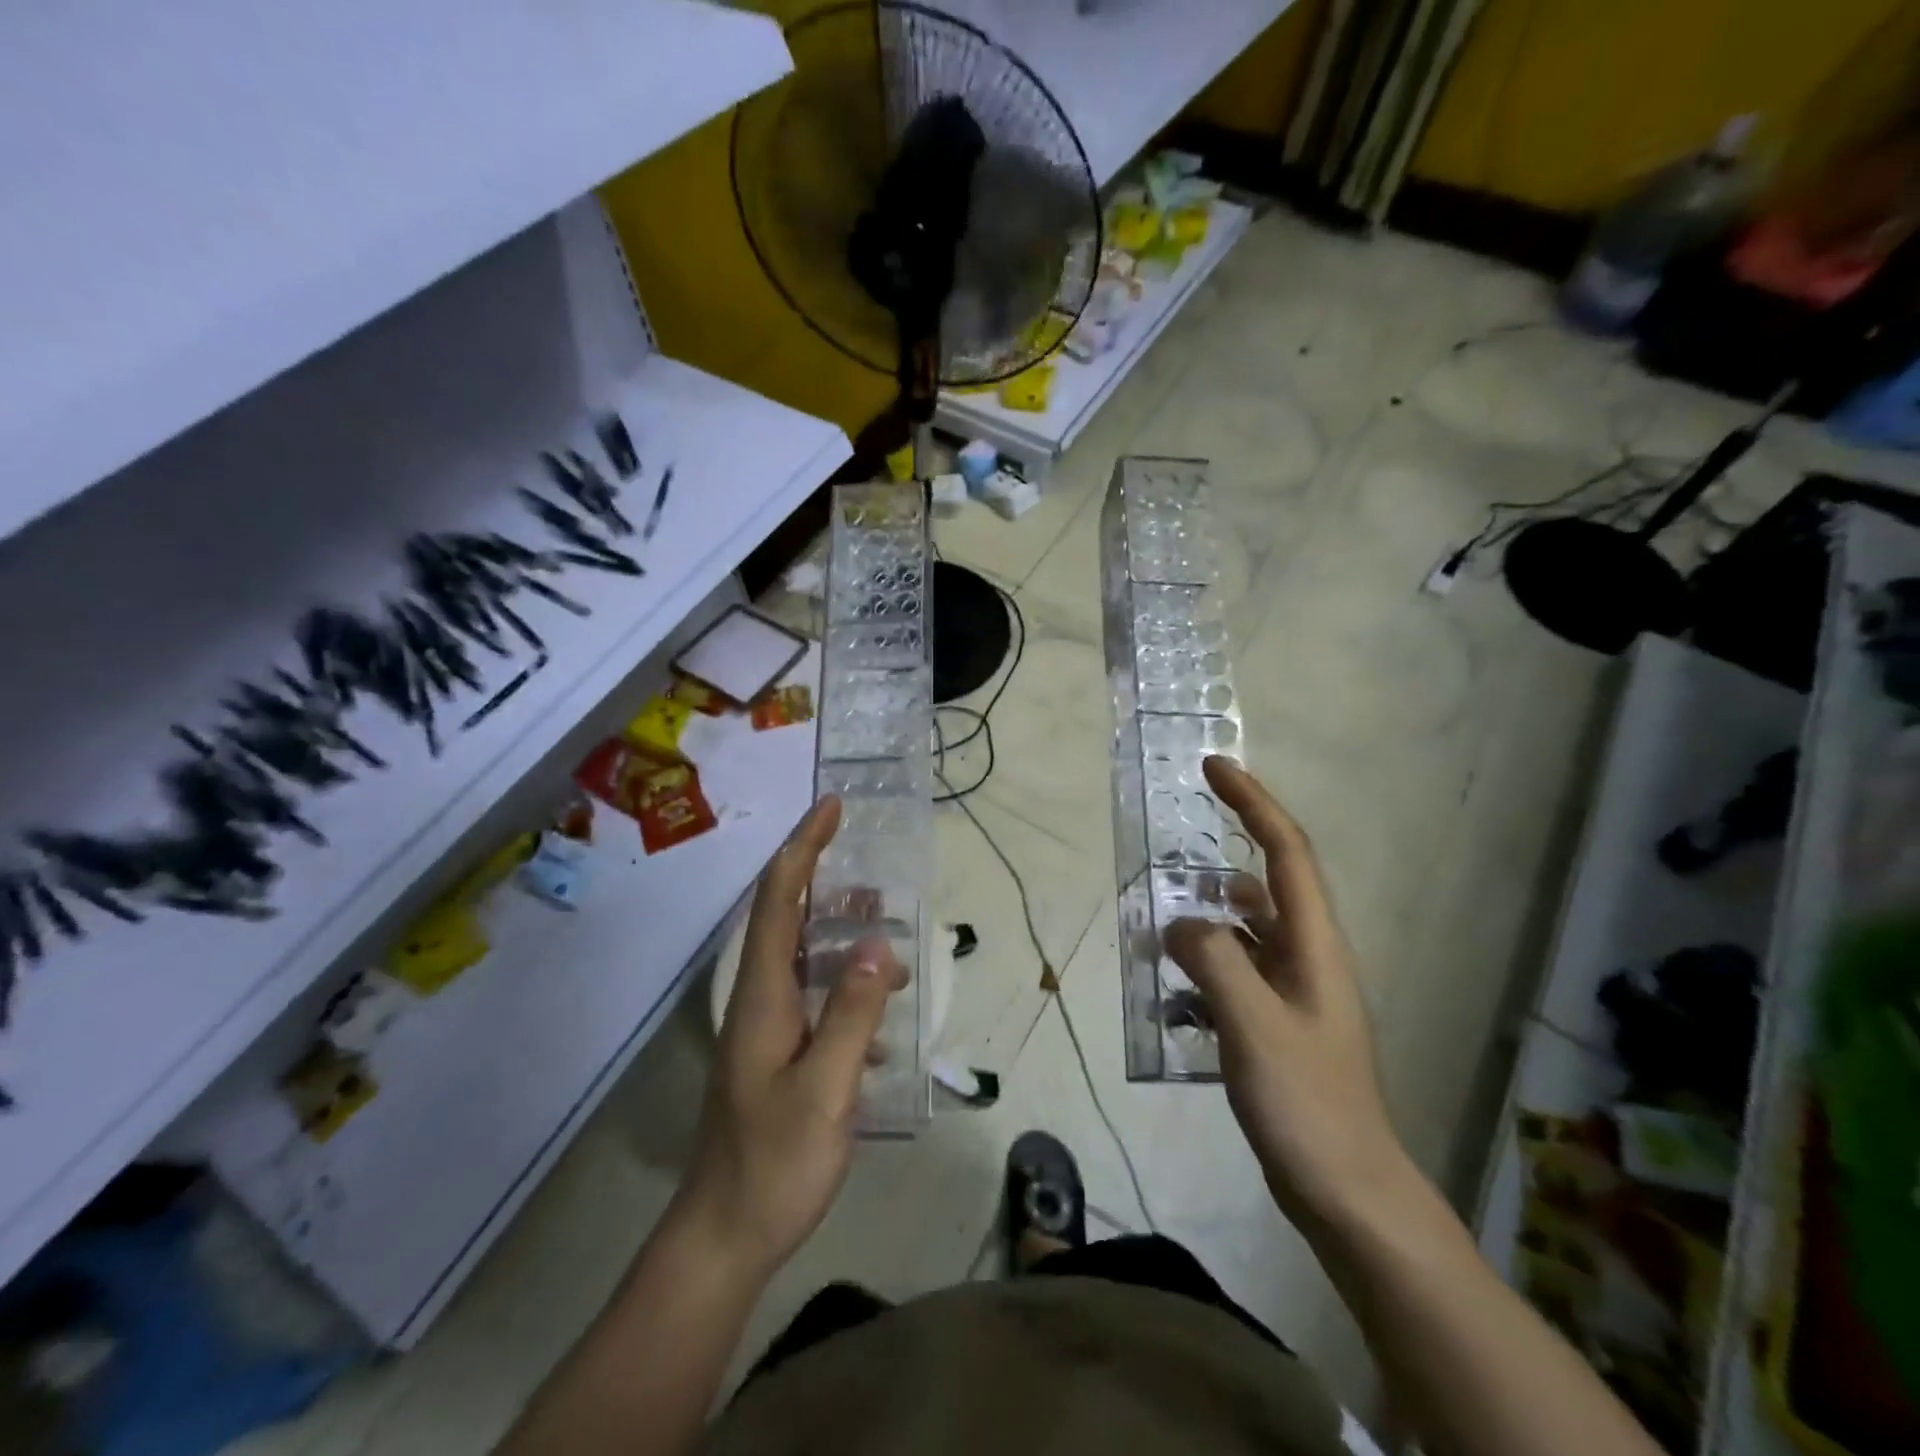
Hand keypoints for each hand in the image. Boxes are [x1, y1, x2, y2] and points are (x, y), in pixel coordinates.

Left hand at [679, 797, 904, 1279]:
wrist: (725, 1234)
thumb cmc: (774, 1162)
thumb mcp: (825, 1091)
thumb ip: (851, 1016)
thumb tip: (875, 947)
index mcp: (763, 995)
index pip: (779, 900)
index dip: (804, 848)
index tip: (832, 808)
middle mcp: (758, 998)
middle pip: (785, 915)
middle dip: (819, 872)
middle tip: (865, 852)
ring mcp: (765, 1025)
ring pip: (801, 953)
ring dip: (837, 926)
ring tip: (882, 920)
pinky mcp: (777, 1050)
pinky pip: (812, 991)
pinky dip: (844, 976)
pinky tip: (877, 999)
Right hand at [1164, 757, 1412, 1229]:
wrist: (1346, 1190)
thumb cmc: (1307, 1103)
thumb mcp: (1254, 1025)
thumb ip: (1213, 961)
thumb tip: (1178, 922)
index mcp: (1315, 944)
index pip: (1286, 852)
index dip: (1253, 803)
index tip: (1215, 767)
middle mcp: (1308, 956)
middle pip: (1265, 884)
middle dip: (1220, 857)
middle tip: (1169, 850)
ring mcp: (1294, 991)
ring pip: (1244, 930)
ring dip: (1205, 916)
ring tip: (1157, 919)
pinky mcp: (1277, 1021)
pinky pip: (1234, 971)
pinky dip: (1203, 963)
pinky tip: (1169, 986)